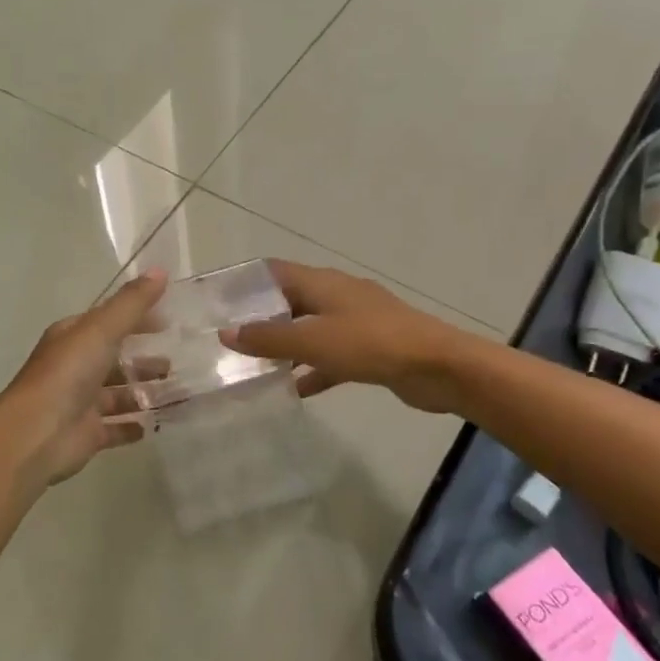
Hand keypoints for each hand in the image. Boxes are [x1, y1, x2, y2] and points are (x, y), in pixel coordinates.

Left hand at [1, 269, 167, 485]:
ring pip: (118, 394)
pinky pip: (116, 428)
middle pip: (114, 359)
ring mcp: (80, 402)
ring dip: (143, 392)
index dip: (137, 319)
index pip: (108, 321)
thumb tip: (160, 270)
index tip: (169, 322)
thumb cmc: (68, 374)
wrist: (37, 433)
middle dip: (144, 360)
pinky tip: (154, 424)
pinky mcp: (87, 434)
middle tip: (178, 361)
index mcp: (72, 337)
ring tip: (177, 392)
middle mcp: (74, 367)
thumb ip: (131, 303)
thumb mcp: (101, 329)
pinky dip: (133, 426)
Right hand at [218, 259, 467, 413]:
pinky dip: (312, 369)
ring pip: (310, 330)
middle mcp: (337, 296)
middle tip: (231, 340)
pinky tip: (295, 389)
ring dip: (286, 345)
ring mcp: (356, 322)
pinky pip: (331, 356)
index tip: (220, 302)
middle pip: (290, 301)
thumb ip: (268, 338)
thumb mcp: (312, 341)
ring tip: (255, 366)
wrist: (439, 367)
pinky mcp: (370, 348)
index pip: (275, 271)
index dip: (247, 282)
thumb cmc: (371, 344)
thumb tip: (226, 333)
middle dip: (262, 318)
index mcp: (322, 283)